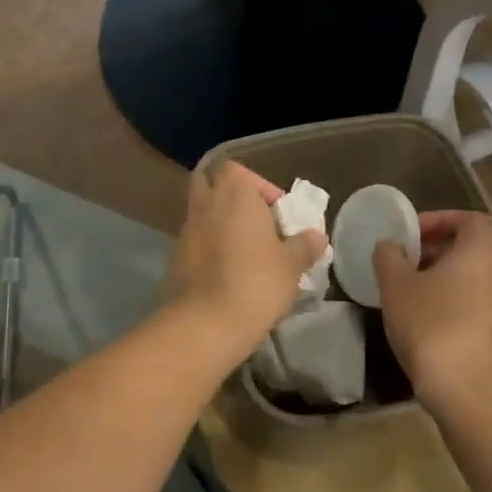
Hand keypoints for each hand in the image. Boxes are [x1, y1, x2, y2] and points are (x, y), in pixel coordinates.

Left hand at [163, 163, 325, 366]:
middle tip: (257, 223)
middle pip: (212, 184)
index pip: (239, 171)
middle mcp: (205, 203)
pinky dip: (209, 247)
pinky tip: (228, 271)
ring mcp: (186, 229)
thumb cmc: (257, 281)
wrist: (207, 321)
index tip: (278, 214)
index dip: (260, 188)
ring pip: (202, 213)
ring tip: (246, 252)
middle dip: (232, 198)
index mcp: (233, 192)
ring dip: (220, 224)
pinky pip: (195, 240)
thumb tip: (316, 236)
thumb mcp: (291, 264)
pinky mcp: (175, 256)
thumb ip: (304, 246)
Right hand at [374, 211, 491, 416]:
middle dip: (435, 248)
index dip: (443, 218)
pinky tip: (422, 318)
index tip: (414, 232)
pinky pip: (472, 302)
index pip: (473, 220)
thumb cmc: (431, 325)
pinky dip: (449, 300)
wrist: (467, 392)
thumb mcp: (395, 285)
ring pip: (470, 277)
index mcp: (478, 254)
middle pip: (470, 248)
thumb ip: (388, 256)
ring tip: (407, 290)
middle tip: (403, 260)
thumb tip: (390, 246)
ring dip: (440, 276)